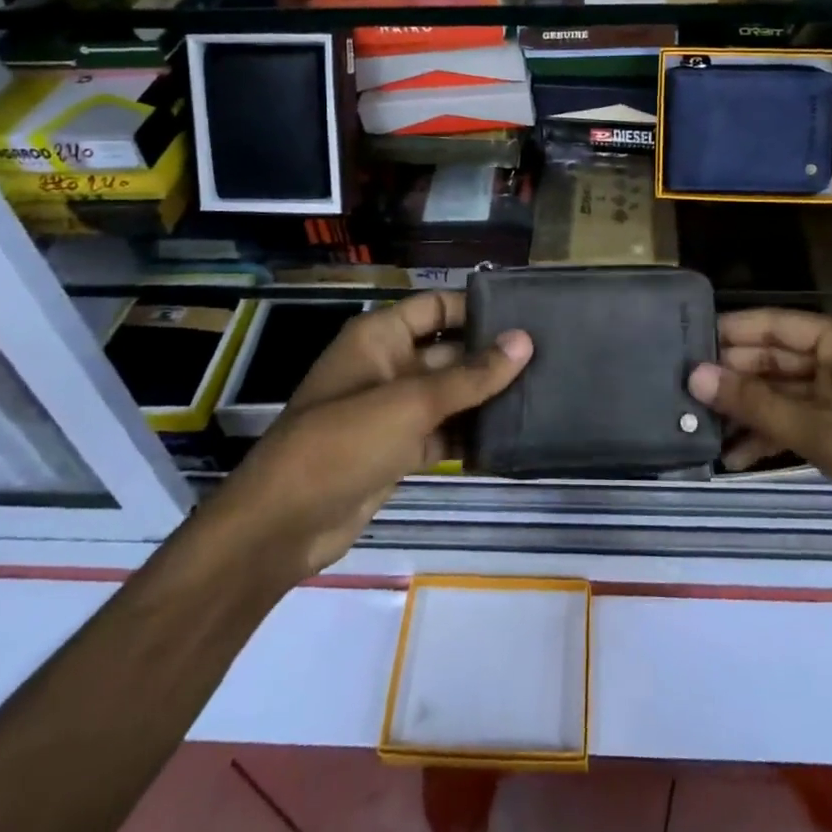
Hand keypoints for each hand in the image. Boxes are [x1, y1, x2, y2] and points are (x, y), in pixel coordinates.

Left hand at [218, 293, 531, 577]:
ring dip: (485, 397)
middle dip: (490, 356)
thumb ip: (471, 375)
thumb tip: (524, 340)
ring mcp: (392, 410)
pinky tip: (511, 437)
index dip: (475, 307)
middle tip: (549, 358)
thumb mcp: (411, 403)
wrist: (283, 525)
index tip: (527, 314)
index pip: (436, 306)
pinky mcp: (397, 450)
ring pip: (448, 395)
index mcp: (380, 337)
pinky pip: (442, 432)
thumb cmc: (343, 442)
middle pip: (448, 351)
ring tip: (542, 394)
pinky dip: (469, 436)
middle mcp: (388, 366)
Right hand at [689, 309, 831, 564]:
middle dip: (732, 379)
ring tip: (698, 429)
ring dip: (746, 411)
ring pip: (781, 393)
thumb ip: (757, 404)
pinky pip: (796, 422)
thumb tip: (695, 376)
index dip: (729, 333)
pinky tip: (733, 457)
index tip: (681, 344)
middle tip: (680, 394)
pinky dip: (768, 437)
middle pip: (774, 359)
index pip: (774, 324)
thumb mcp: (823, 434)